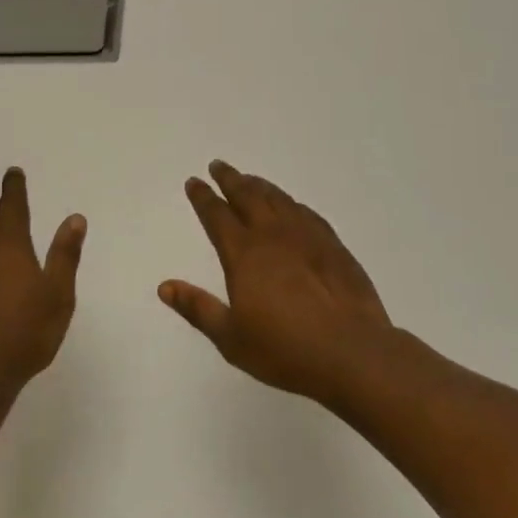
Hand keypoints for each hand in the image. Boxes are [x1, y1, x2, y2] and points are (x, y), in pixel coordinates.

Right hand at [159, 161, 397, 401]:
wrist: (352, 352)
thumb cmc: (285, 349)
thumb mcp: (231, 338)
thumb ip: (198, 308)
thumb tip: (165, 286)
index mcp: (244, 254)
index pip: (217, 215)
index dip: (203, 197)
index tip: (194, 182)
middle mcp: (273, 236)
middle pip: (248, 196)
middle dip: (230, 179)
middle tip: (218, 165)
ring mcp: (307, 237)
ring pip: (278, 199)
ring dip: (260, 185)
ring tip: (249, 179)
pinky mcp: (333, 246)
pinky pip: (306, 213)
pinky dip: (291, 203)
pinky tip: (291, 206)